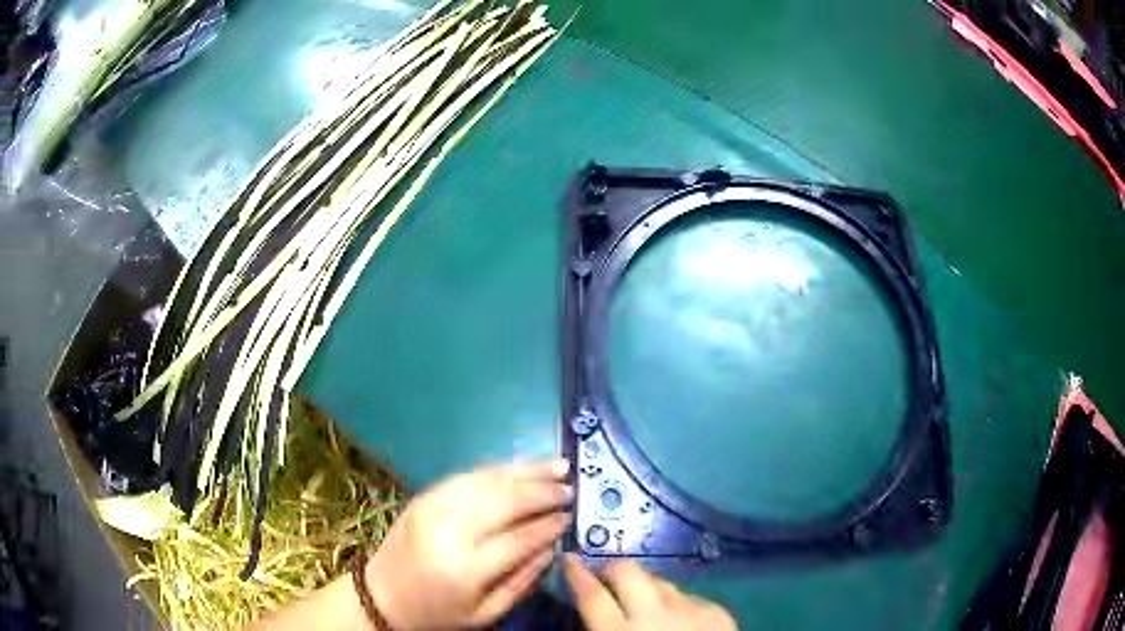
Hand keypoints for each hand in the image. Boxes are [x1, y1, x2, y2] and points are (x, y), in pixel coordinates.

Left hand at [365, 460, 571, 629]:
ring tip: (556, 467)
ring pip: (486, 480)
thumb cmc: (438, 613)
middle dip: (542, 492)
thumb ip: (522, 580)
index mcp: (465, 569)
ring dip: (525, 471)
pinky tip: (519, 468)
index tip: (571, 517)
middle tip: (570, 488)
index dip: (549, 525)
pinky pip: (466, 476)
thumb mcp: (486, 613)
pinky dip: (497, 470)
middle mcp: (448, 531)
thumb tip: (553, 545)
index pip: (518, 538)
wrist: (382, 595)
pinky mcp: (423, 496)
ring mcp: (432, 508)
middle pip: (504, 501)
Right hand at [562, 555, 736, 630]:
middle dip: (613, 568)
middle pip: (628, 573)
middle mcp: (654, 615)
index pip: (592, 595)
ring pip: (661, 581)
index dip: (577, 574)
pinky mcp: (715, 611)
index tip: (568, 557)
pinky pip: (689, 597)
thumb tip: (592, 616)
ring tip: (645, 599)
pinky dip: (677, 603)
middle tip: (606, 575)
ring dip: (647, 587)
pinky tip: (678, 617)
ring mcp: (689, 609)